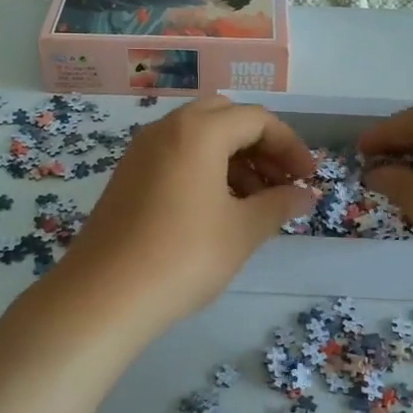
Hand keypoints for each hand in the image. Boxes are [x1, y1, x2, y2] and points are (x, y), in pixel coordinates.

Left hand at [53, 96, 316, 338]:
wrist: (104, 295)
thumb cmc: (184, 257)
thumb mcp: (242, 231)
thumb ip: (279, 204)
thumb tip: (307, 195)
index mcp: (198, 131)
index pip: (257, 119)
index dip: (290, 146)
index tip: (308, 179)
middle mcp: (166, 129)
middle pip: (224, 118)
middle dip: (259, 145)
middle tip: (280, 182)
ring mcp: (141, 152)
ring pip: (197, 136)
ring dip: (232, 158)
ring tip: (254, 202)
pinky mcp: (127, 176)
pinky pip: (175, 156)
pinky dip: (204, 169)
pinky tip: (217, 209)